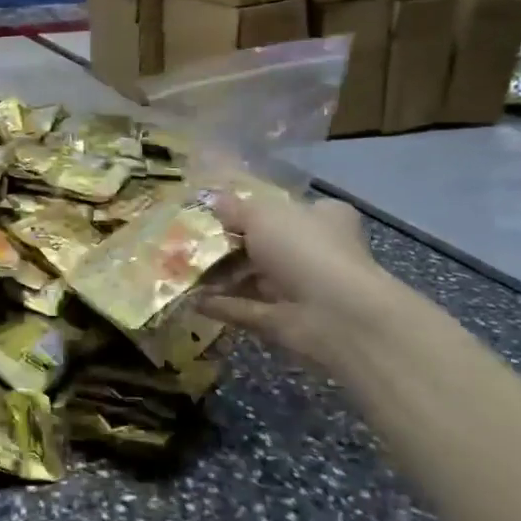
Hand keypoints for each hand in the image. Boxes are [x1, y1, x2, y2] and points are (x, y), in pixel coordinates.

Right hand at [201, 182, 427, 375]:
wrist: (336, 314)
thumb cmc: (303, 248)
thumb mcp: (261, 214)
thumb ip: (235, 208)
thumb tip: (212, 200)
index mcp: (322, 218)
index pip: (288, 209)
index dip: (253, 208)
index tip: (218, 212)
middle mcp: (316, 251)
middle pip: (267, 244)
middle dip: (231, 245)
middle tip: (192, 242)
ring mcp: (303, 289)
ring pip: (255, 279)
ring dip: (222, 277)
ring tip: (183, 271)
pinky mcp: (288, 321)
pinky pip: (248, 309)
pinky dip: (222, 305)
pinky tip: (192, 299)